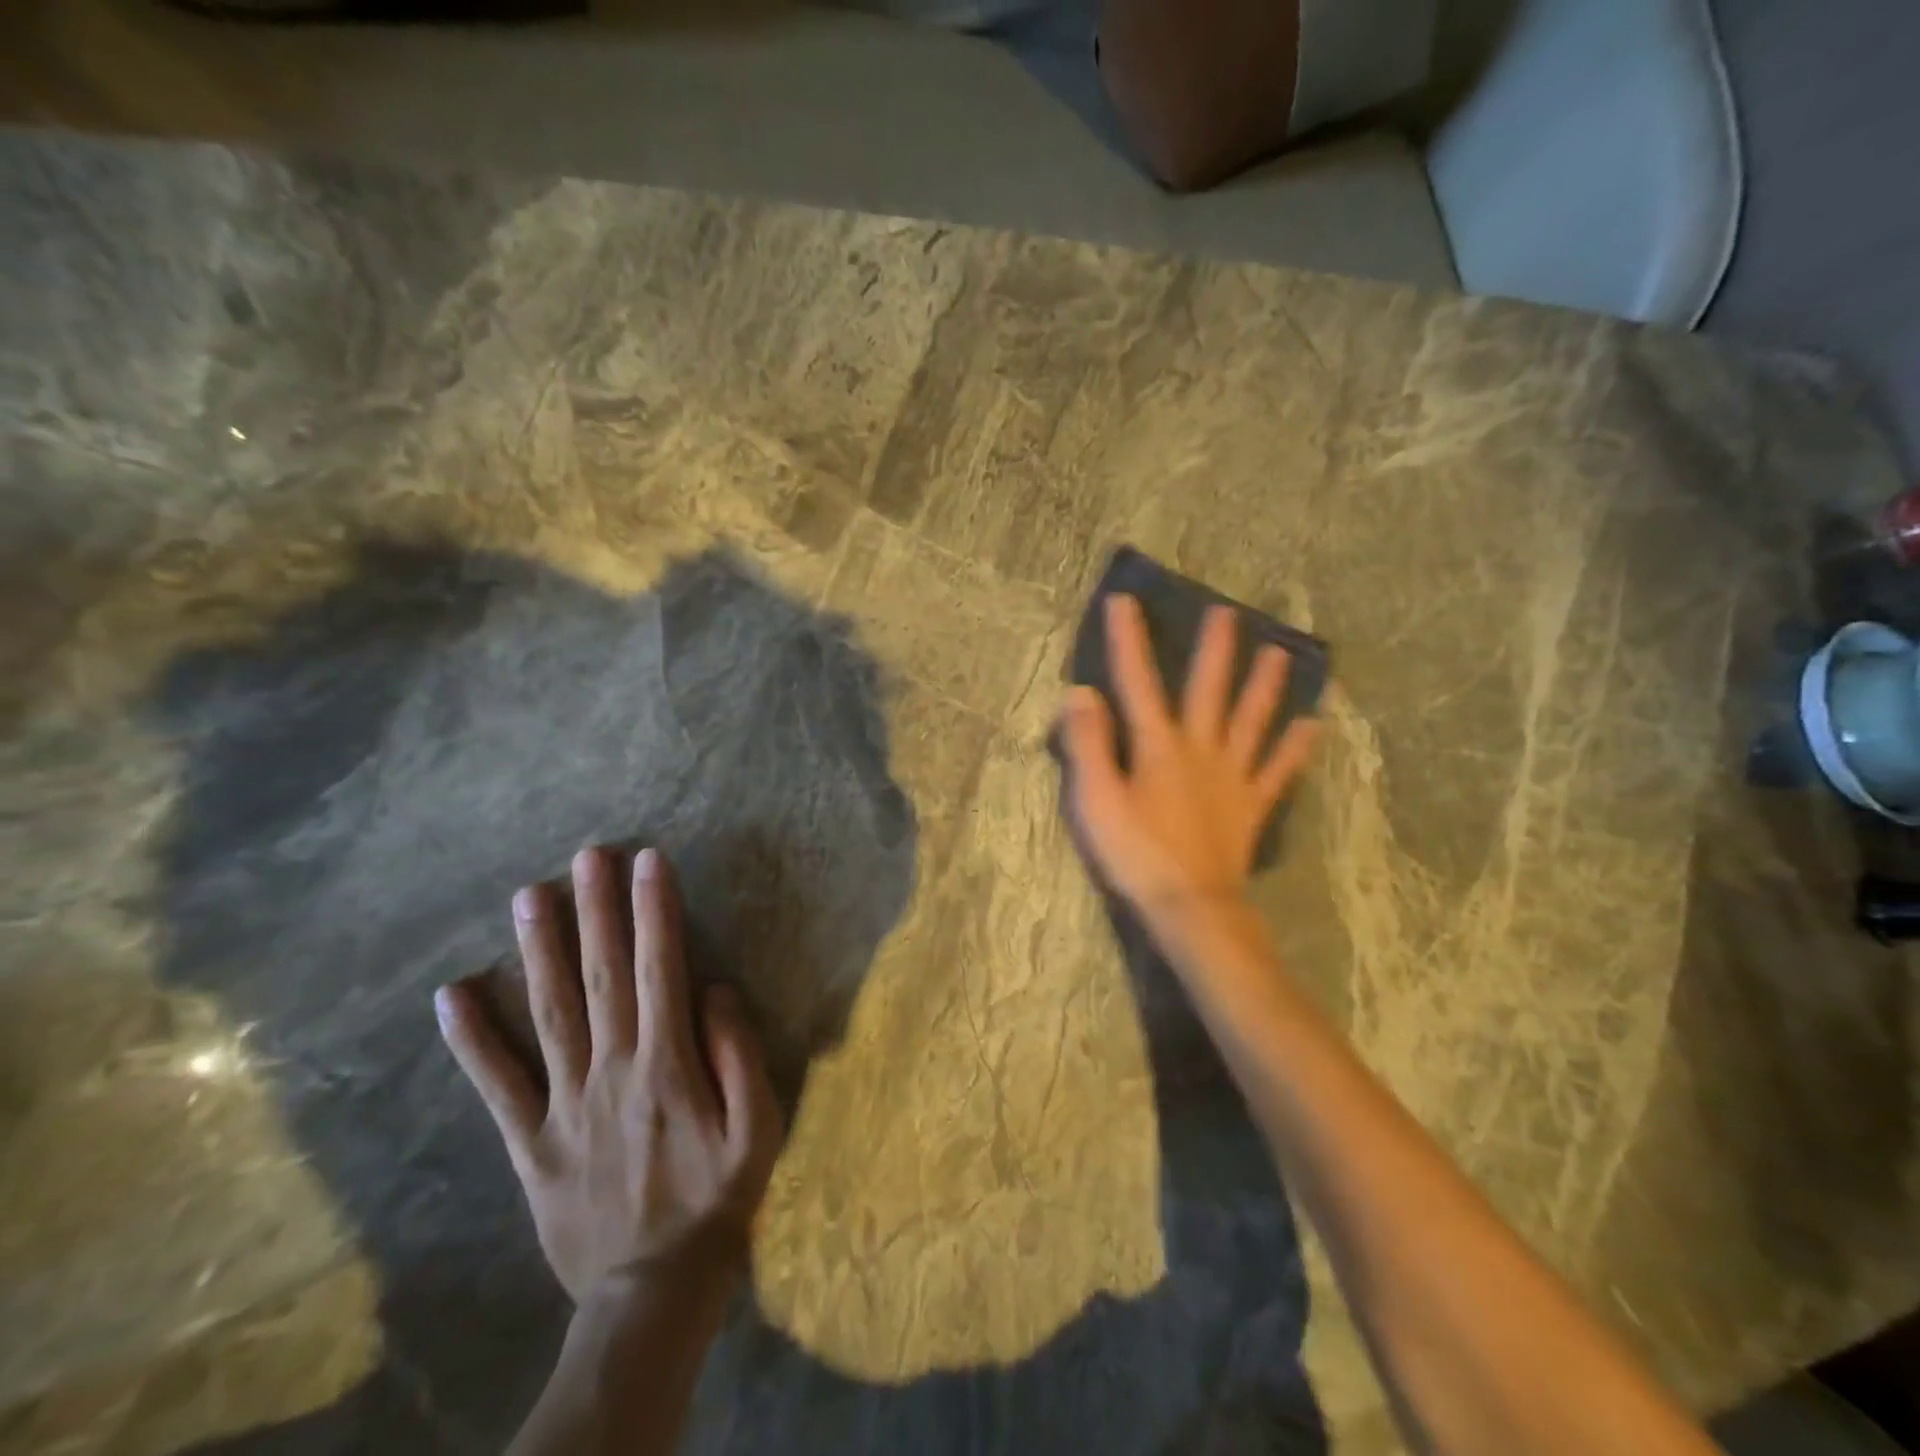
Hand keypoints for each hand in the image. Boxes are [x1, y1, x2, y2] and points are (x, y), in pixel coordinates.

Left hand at [435, 847, 782, 1304]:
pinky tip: (452, 995)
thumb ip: (739, 1053)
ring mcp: (563, 1104)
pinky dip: (472, 1040)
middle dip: (597, 909)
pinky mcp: (529, 1141)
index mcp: (668, 1064)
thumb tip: (713, 989)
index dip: (656, 911)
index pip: (661, 968)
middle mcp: (611, 1070)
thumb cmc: (717, 1198)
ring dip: (538, 950)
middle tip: (588, 854)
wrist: (653, 1291)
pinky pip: (498, 1085)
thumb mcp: (760, 1127)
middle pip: (602, 975)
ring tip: (529, 895)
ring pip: (548, 1013)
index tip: (649, 860)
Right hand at [1058, 594, 1319, 931]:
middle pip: (1209, 689)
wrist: (1190, 905)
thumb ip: (1088, 744)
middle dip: (1215, 649)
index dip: (1129, 641)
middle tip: (1229, 612)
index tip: (1125, 601)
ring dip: (1265, 685)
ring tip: (1281, 653)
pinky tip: (1313, 724)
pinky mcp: (1252, 805)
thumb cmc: (1135, 853)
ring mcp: (1233, 776)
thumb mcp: (1096, 799)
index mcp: (1158, 745)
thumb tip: (1082, 692)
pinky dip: (1296, 747)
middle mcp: (1201, 749)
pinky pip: (1278, 770)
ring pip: (1252, 720)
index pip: (1139, 682)